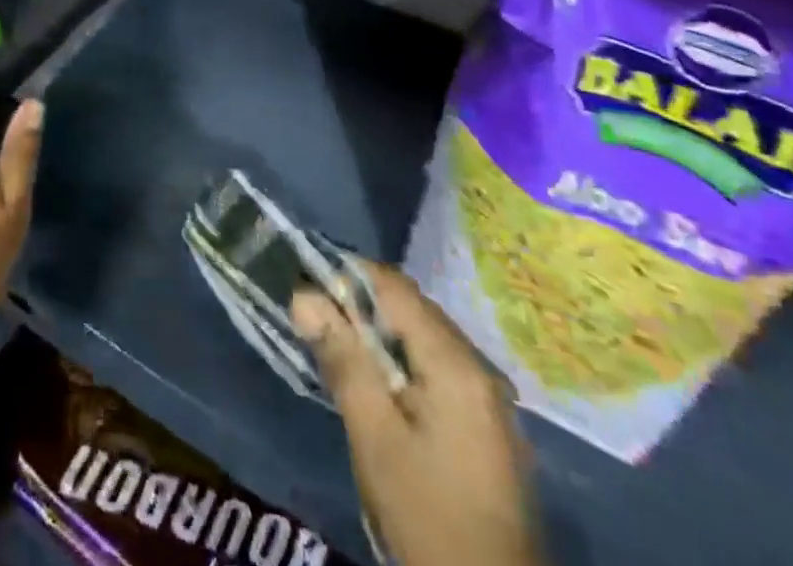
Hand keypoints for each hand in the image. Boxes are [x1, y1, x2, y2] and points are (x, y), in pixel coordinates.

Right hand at [294, 263, 540, 565]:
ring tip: (342, 354)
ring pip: (425, 337)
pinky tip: (381, 390)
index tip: (309, 288)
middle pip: (412, 308)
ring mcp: (490, 398)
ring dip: (381, 335)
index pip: (394, 286)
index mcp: (455, 362)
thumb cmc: (427, 514)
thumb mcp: (374, 436)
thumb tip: (303, 296)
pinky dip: (404, 362)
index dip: (348, 277)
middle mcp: (479, 367)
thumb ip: (342, 359)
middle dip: (362, 306)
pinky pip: (439, 367)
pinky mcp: (489, 426)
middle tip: (318, 323)